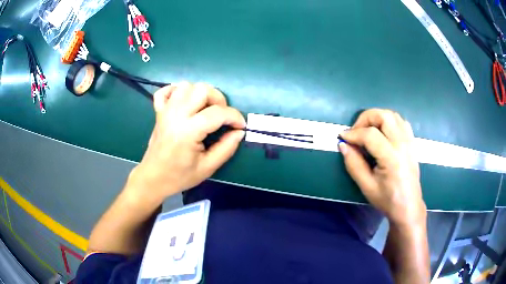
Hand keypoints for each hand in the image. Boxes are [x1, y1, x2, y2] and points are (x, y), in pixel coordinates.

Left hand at [127, 82, 245, 201]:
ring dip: (200, 94)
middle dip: (219, 100)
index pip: (218, 113)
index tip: (240, 126)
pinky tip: (184, 102)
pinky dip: (177, 91)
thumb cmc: (180, 176)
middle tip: (222, 117)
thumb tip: (239, 131)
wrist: (153, 178)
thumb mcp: (208, 168)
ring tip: (205, 109)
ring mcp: (165, 110)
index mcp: (188, 131)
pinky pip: (166, 90)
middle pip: (202, 90)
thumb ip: (226, 148)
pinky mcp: (158, 111)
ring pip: (186, 86)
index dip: (235, 117)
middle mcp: (176, 115)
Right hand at [338, 109, 425, 226]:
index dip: (353, 133)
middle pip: (384, 116)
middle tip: (356, 131)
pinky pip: (401, 122)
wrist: (408, 206)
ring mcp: (409, 142)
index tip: (342, 138)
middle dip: (365, 118)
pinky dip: (389, 121)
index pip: (370, 135)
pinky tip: (382, 132)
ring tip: (367, 130)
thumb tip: (343, 145)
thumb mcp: (366, 186)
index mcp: (391, 158)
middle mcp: (402, 144)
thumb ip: (354, 164)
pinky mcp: (412, 142)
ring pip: (393, 115)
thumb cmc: (387, 200)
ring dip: (377, 117)